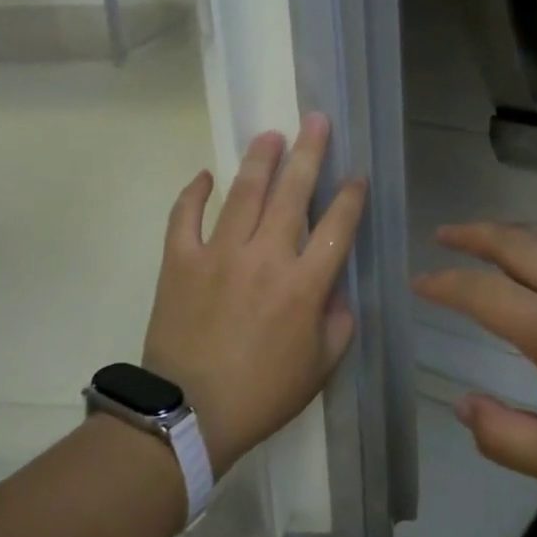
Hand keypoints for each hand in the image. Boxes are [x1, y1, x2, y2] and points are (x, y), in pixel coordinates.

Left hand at [142, 114, 366, 477]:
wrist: (190, 415)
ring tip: (270, 135)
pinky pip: (184, 217)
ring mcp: (218, 255)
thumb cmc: (263, 394)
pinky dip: (193, 193)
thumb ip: (338, 323)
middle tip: (316, 120)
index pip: (337, 227)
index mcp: (305, 285)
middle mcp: (265, 257)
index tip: (356, 176)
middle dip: (309, 153)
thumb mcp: (321, 367)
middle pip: (292, 193)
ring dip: (259, 160)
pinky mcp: (179, 262)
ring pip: (244, 194)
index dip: (351, 197)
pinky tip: (205, 175)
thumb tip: (336, 288)